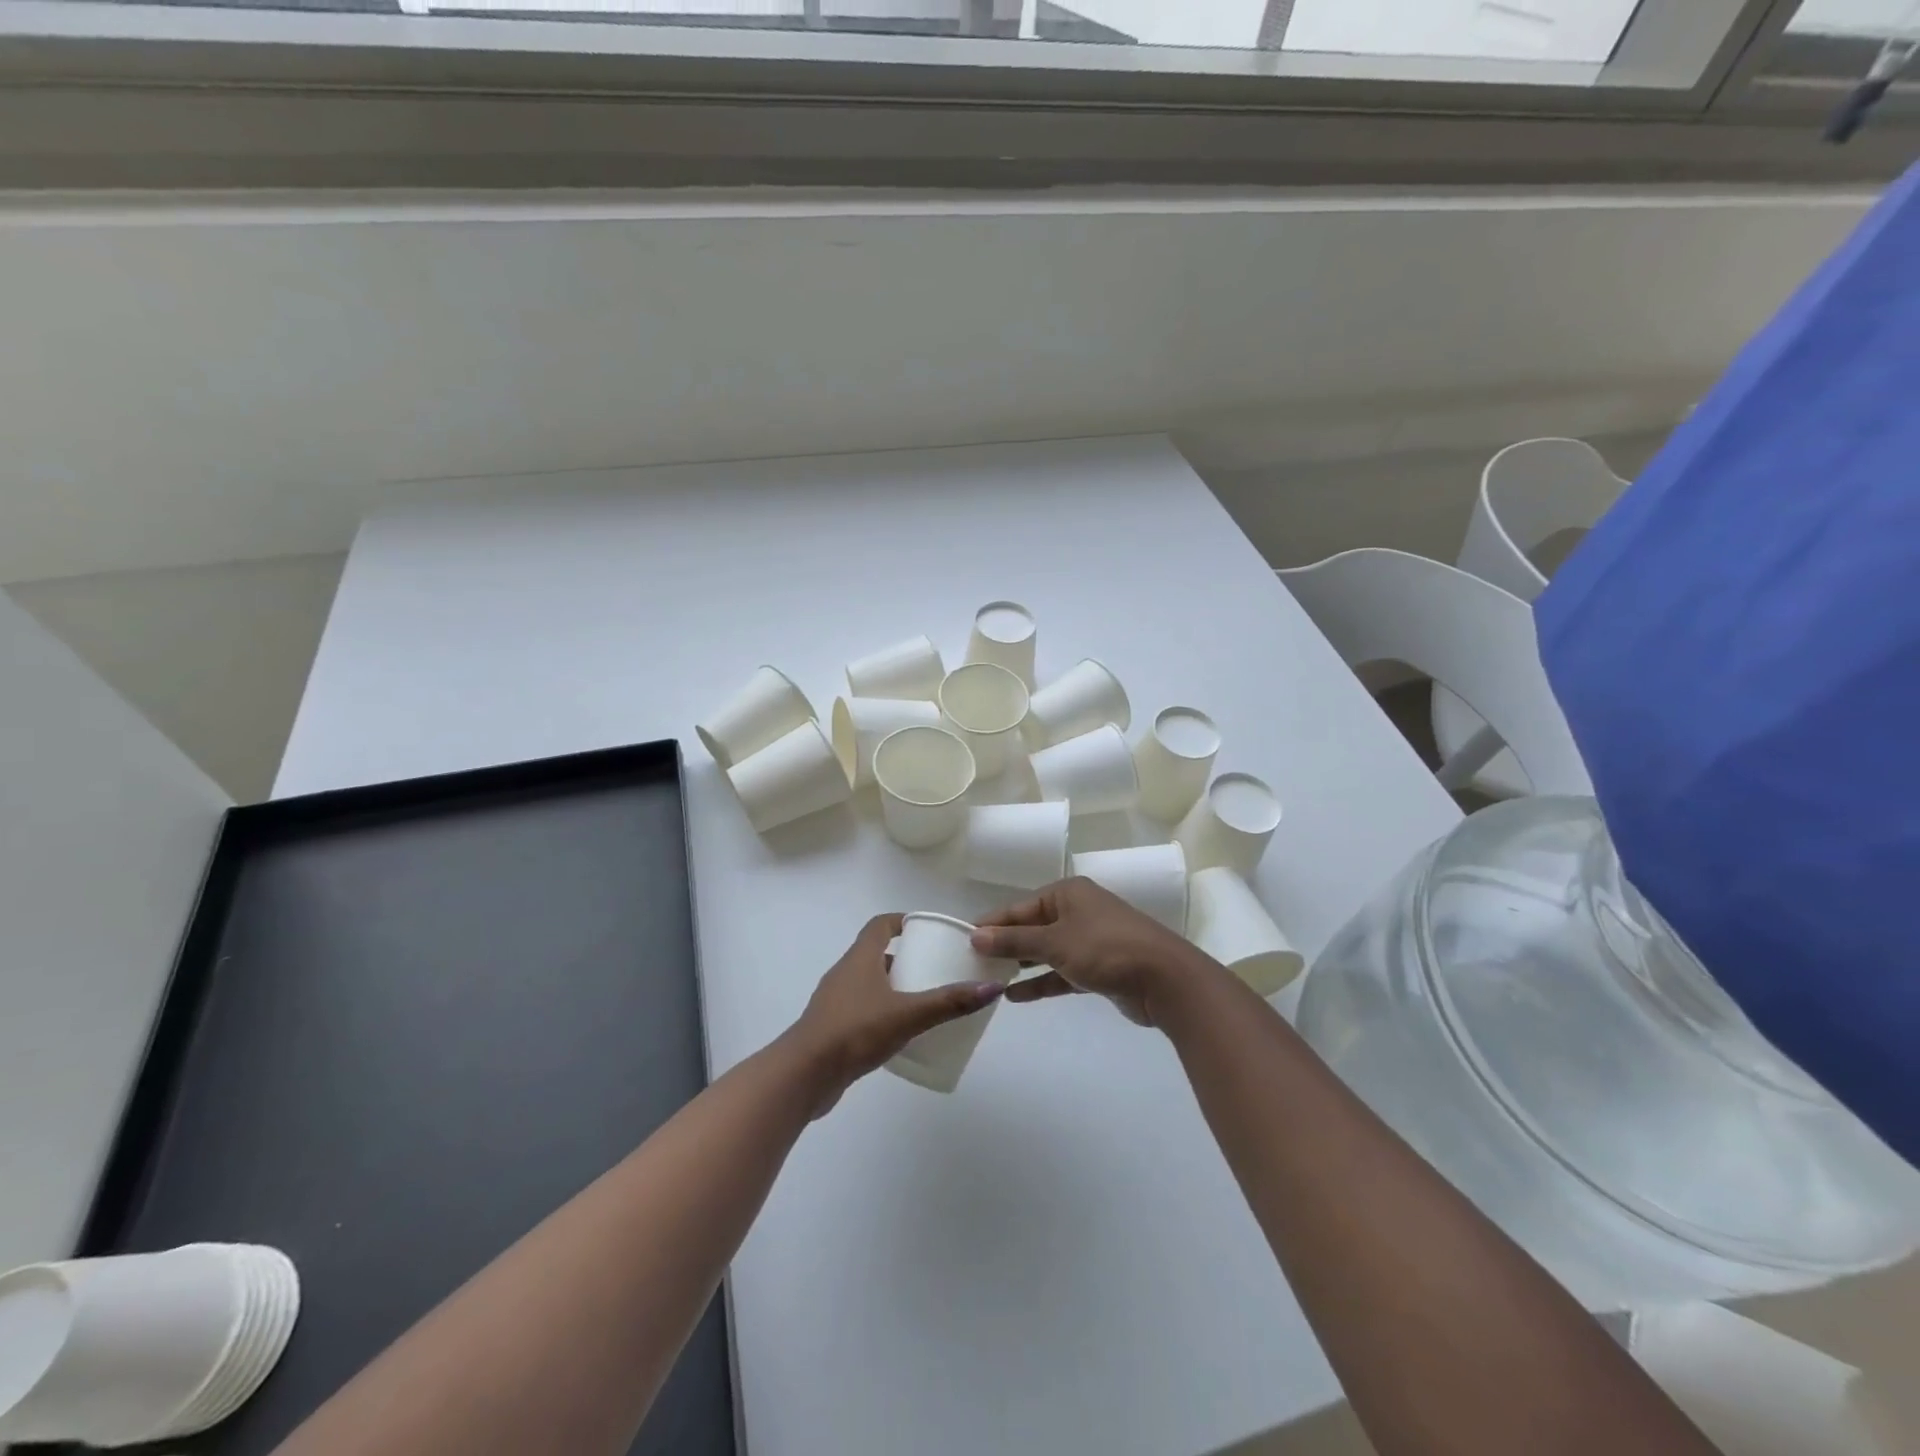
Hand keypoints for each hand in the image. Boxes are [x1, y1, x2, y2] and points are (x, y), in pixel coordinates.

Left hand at [786, 914, 1007, 1115]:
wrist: (804, 1075)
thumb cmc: (855, 1031)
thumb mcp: (908, 1015)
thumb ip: (948, 1002)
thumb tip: (991, 988)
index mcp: (859, 958)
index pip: (880, 925)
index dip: (902, 922)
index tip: (927, 930)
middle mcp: (845, 973)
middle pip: (876, 954)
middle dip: (906, 958)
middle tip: (935, 968)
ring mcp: (835, 1002)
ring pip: (869, 983)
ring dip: (894, 987)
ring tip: (924, 1000)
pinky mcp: (832, 1028)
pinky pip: (862, 1009)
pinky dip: (882, 1012)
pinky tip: (901, 1032)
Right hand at [970, 877, 1199, 1026]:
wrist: (1165, 979)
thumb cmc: (1106, 948)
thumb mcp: (1055, 942)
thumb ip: (1014, 941)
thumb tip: (975, 936)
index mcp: (1067, 893)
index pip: (1020, 907)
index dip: (993, 923)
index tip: (963, 939)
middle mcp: (1077, 911)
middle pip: (1032, 927)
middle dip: (1005, 945)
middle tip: (972, 963)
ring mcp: (1089, 940)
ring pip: (1046, 951)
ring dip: (1021, 965)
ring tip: (988, 979)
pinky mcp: (1098, 968)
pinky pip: (1061, 972)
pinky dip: (1041, 982)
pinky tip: (1015, 996)